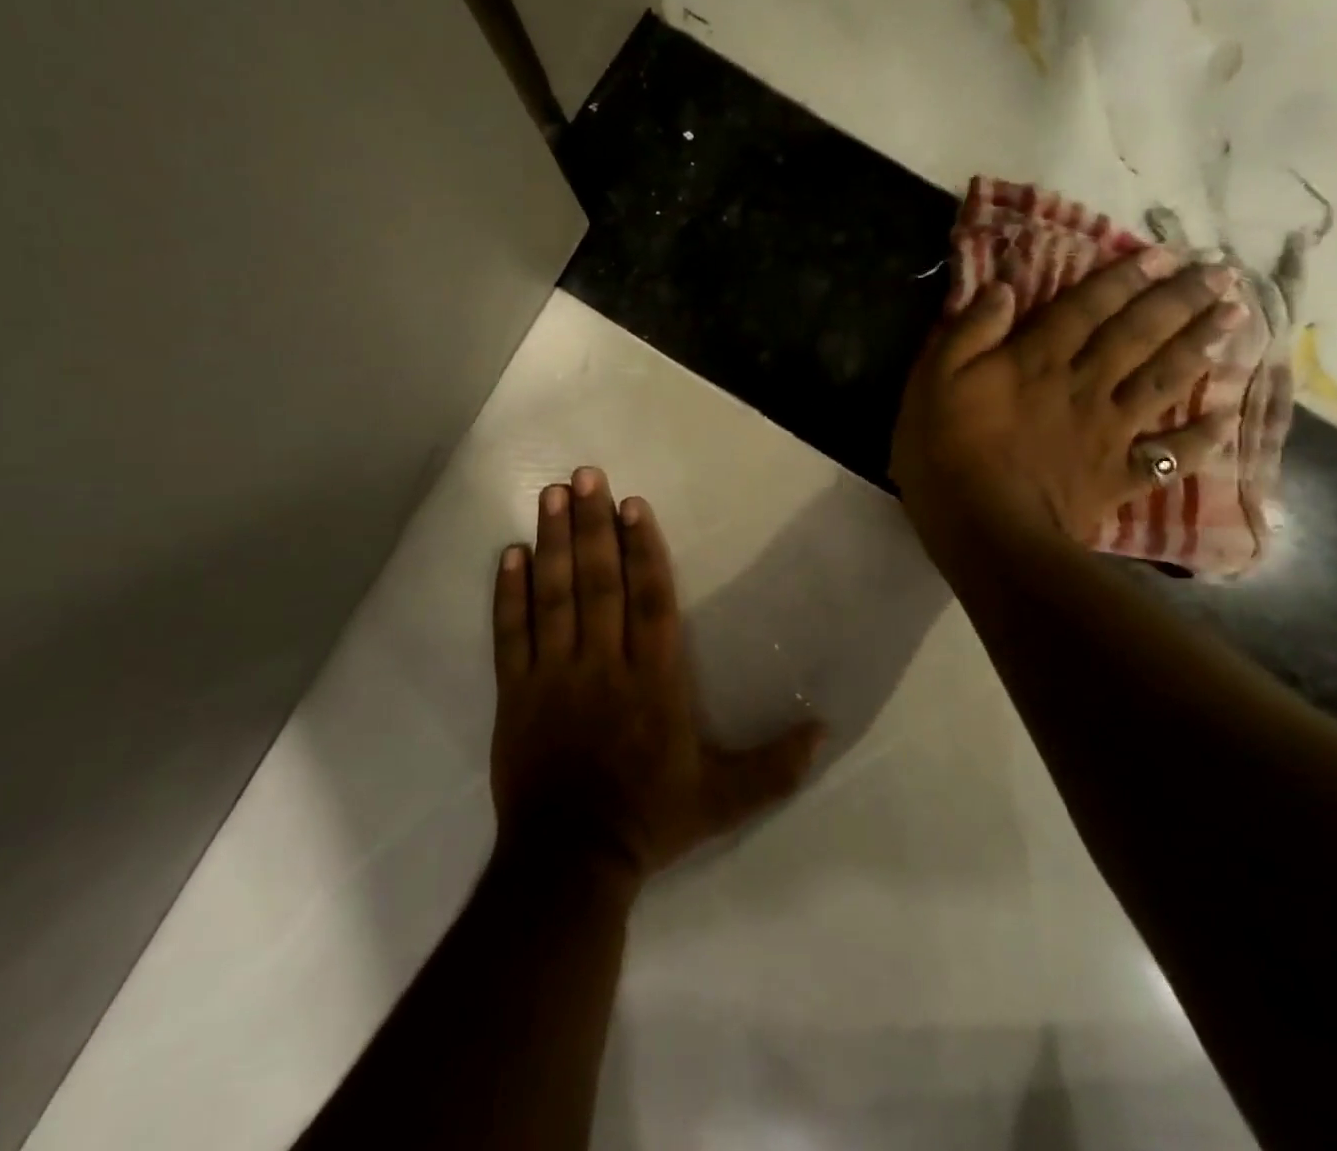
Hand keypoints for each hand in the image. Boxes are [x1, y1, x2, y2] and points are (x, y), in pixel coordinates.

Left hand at [490, 468, 824, 887]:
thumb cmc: (650, 819)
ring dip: (553, 543)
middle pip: (599, 583)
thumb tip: (827, 731)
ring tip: (550, 495)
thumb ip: (775, 765)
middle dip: (593, 525)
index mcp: (654, 681)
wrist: (570, 862)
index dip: (644, 549)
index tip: (633, 504)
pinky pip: (511, 634)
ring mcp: (555, 676)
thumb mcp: (724, 799)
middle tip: (585, 476)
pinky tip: (510, 554)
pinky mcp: (516, 693)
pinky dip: (509, 593)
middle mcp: (604, 665)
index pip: (651, 600)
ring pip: (555, 597)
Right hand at [891, 250, 1244, 553]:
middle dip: (1178, 300)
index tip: (1161, 253)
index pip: (1086, 308)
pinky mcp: (1117, 476)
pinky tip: (1227, 419)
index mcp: (1038, 361)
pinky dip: (1201, 438)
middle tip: (1220, 273)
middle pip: (1138, 336)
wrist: (984, 529)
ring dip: (1199, 348)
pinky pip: (1169, 455)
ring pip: (1163, 383)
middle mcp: (1084, 386)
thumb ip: (969, 333)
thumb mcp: (933, 381)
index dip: (1123, 278)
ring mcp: (1108, 433)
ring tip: (1235, 319)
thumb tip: (1004, 289)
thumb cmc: (946, 452)